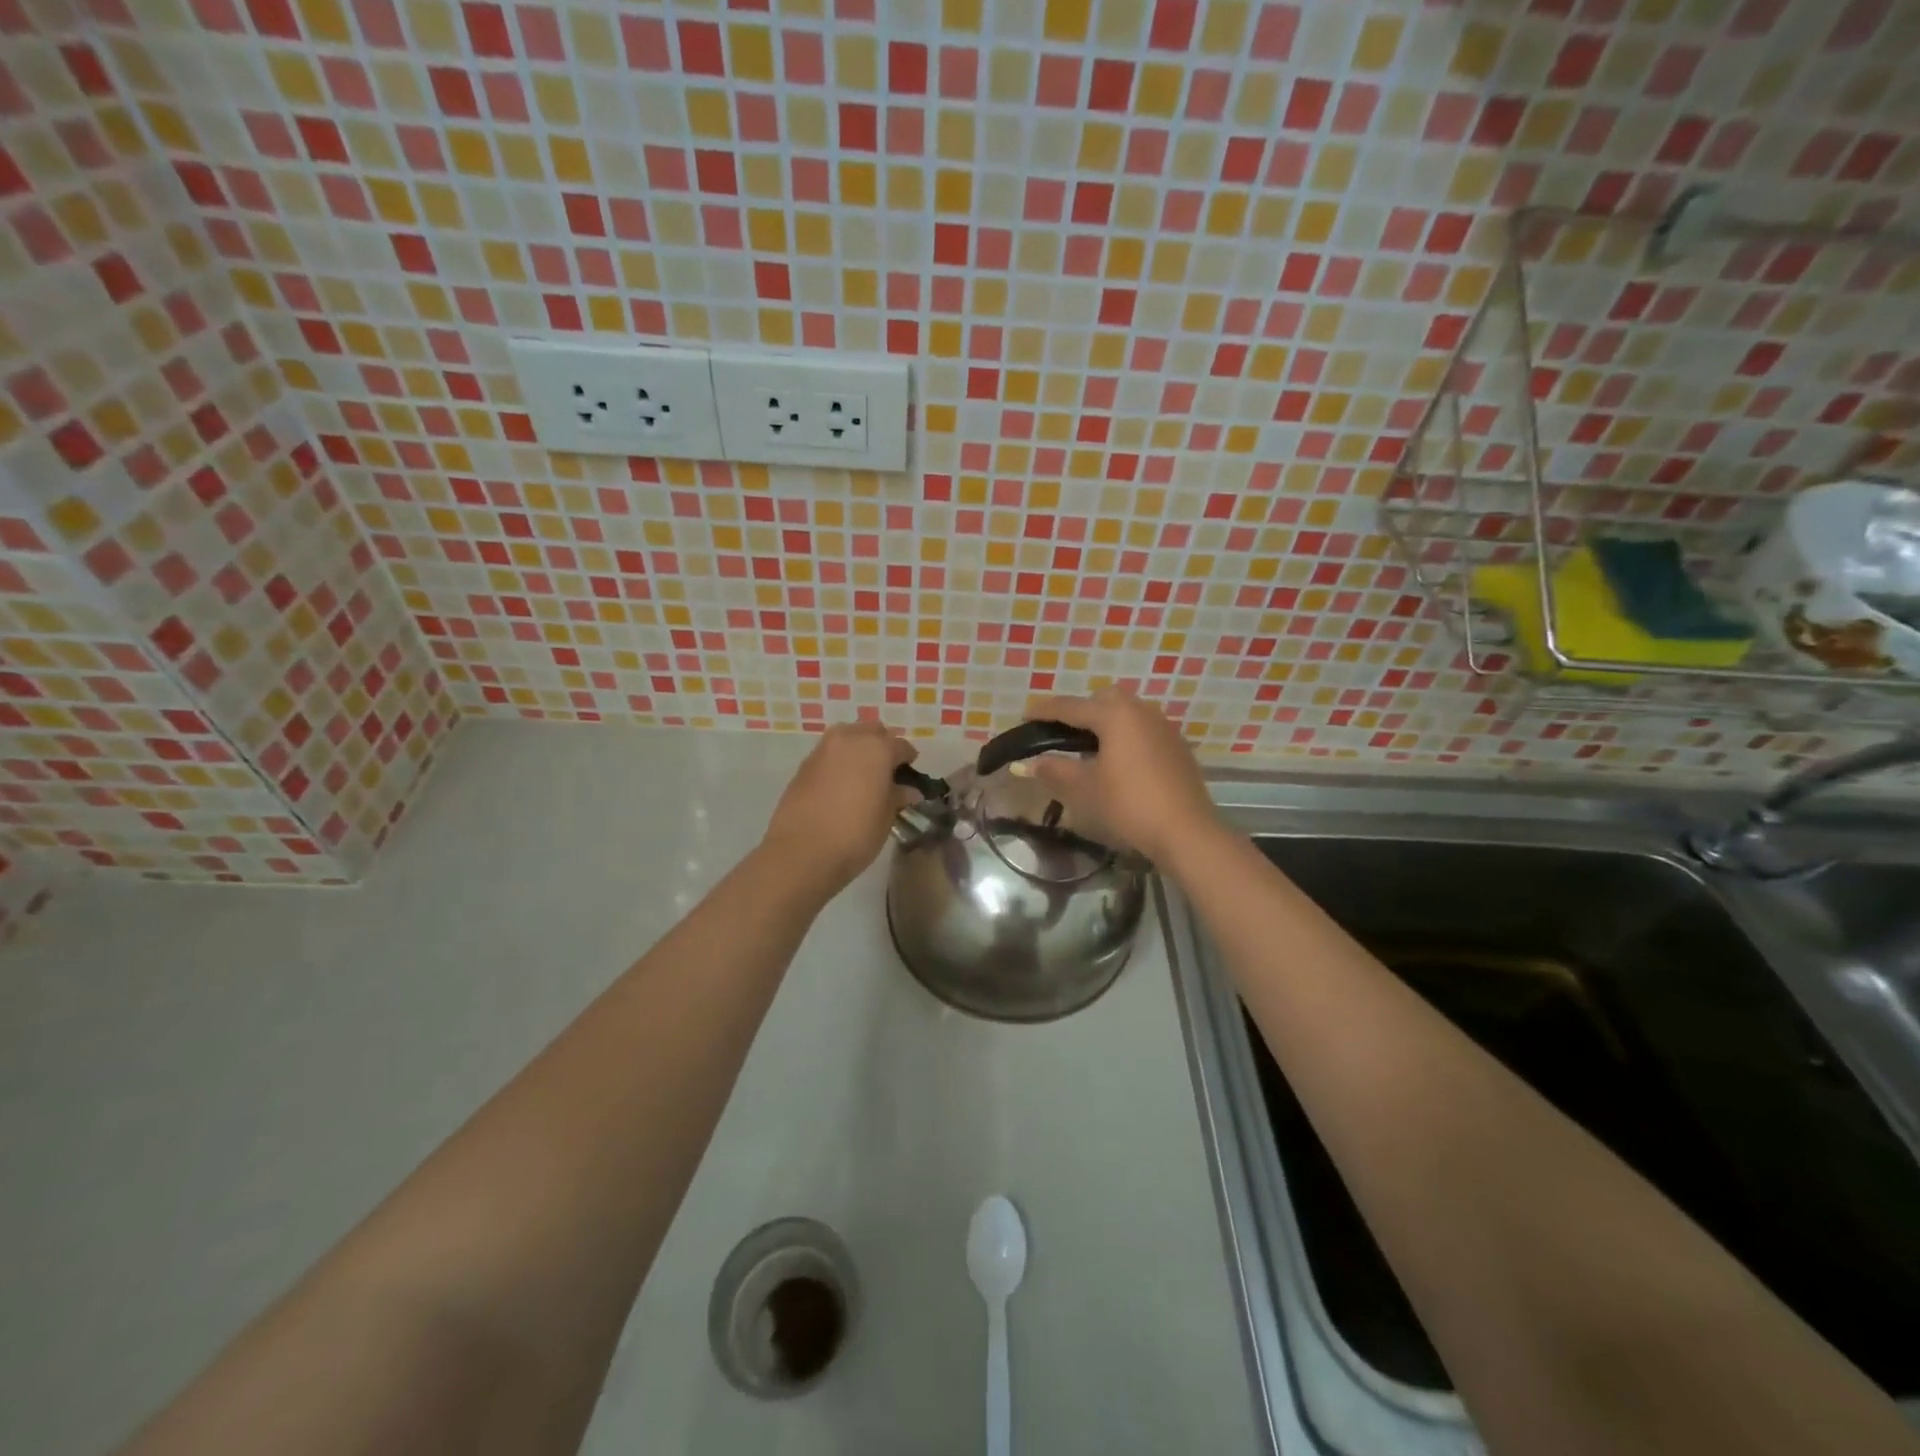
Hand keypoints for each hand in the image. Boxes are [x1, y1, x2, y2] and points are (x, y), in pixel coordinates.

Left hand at [762, 720, 919, 891]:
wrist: (802, 851)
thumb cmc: (855, 833)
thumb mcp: (886, 817)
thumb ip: (897, 797)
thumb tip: (909, 790)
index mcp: (877, 748)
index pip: (900, 746)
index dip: (908, 760)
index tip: (910, 775)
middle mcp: (849, 739)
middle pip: (872, 732)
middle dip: (882, 745)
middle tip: (887, 771)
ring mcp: (823, 750)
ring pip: (847, 738)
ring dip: (858, 750)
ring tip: (863, 776)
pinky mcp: (803, 765)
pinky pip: (829, 755)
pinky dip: (839, 762)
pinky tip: (841, 785)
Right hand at [1022, 688, 1219, 864]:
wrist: (1186, 831)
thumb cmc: (1128, 805)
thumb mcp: (1085, 788)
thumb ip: (1055, 770)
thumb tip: (1029, 763)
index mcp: (1115, 714)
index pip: (1070, 706)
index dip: (1044, 710)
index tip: (1024, 715)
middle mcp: (1141, 710)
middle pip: (1103, 699)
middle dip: (1080, 711)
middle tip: (1062, 734)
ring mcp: (1163, 726)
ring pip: (1127, 712)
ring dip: (1105, 722)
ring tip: (1089, 749)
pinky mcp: (1177, 745)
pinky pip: (1143, 729)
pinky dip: (1126, 736)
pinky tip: (1120, 762)